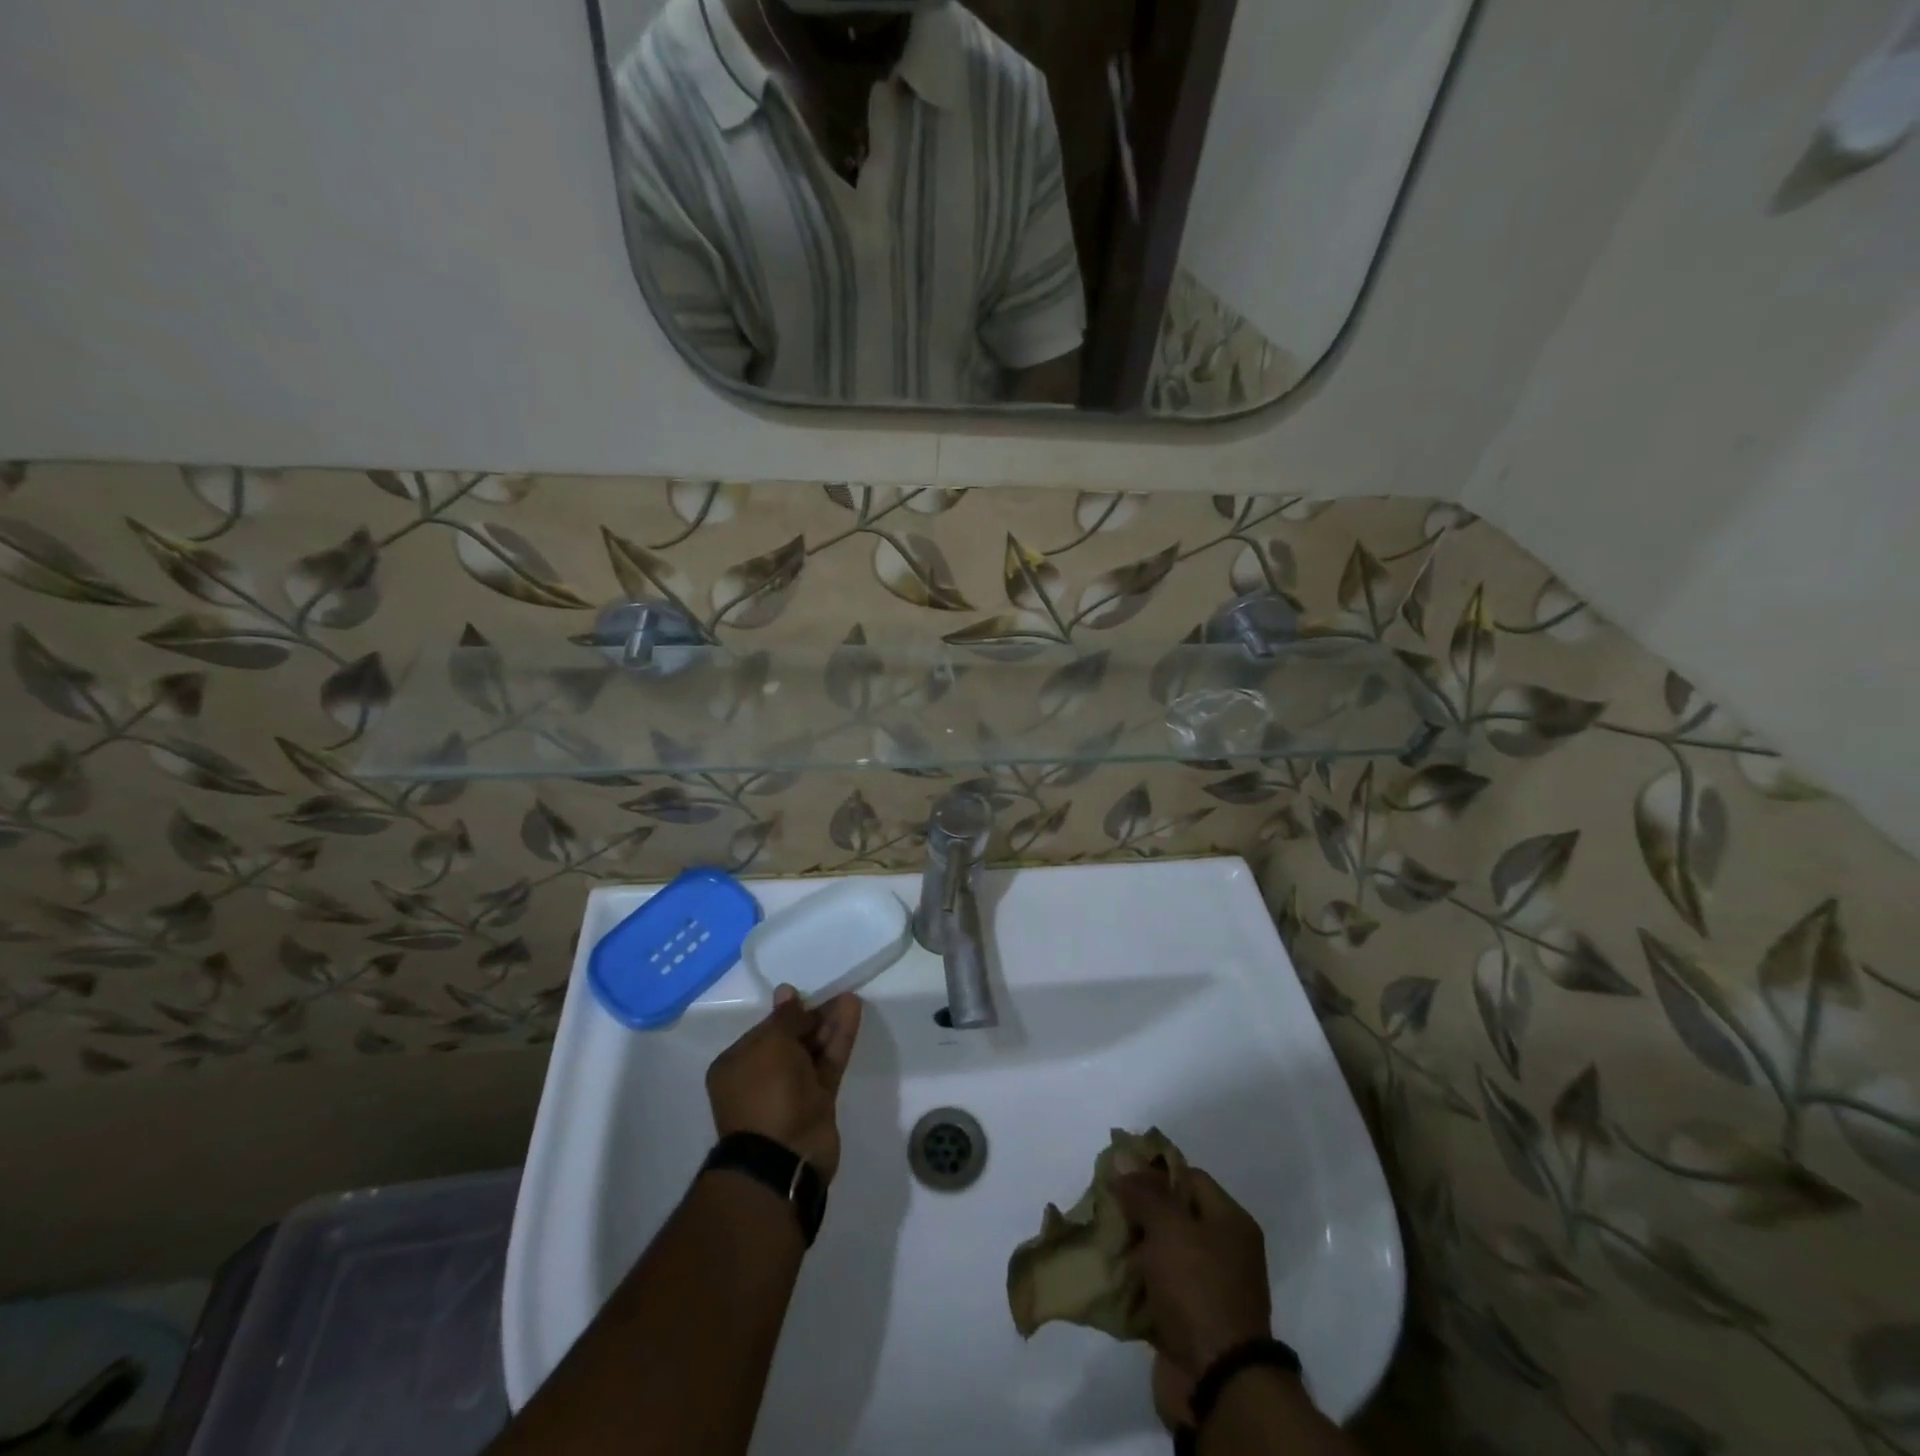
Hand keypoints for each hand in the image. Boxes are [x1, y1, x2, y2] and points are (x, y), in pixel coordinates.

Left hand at [706, 986, 861, 1181]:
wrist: (784, 1156)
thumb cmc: (766, 1092)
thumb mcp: (771, 1043)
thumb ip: (786, 1017)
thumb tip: (787, 992)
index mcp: (736, 1065)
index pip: (764, 1030)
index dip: (787, 1012)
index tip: (807, 995)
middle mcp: (761, 1077)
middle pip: (791, 1039)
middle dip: (812, 1017)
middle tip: (834, 994)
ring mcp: (791, 1092)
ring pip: (813, 1050)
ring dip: (830, 1024)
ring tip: (849, 998)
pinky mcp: (818, 1102)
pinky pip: (828, 1063)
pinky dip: (840, 1040)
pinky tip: (852, 1012)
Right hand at [1115, 1165, 1272, 1381]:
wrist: (1216, 1383)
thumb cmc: (1198, 1289)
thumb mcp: (1170, 1227)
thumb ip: (1145, 1191)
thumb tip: (1122, 1155)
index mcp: (1230, 1222)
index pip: (1189, 1177)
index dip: (1154, 1170)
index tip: (1118, 1171)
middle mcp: (1222, 1251)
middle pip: (1173, 1214)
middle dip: (1137, 1209)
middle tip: (1103, 1203)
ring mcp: (1205, 1288)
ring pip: (1160, 1252)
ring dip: (1131, 1246)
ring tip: (1098, 1235)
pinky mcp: (1185, 1320)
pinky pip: (1154, 1288)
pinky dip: (1132, 1282)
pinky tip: (1106, 1271)